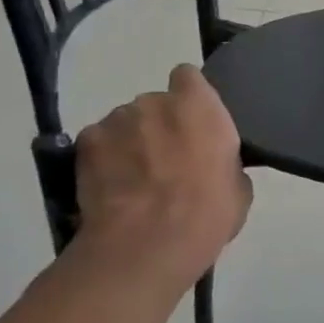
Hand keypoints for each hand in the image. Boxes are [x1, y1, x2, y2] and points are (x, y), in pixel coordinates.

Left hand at [74, 65, 251, 287]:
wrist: (145, 245)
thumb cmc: (206, 214)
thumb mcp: (238, 188)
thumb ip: (224, 160)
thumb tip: (213, 163)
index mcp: (200, 107)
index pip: (189, 77)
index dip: (191, 97)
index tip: (195, 122)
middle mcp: (156, 102)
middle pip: (156, 103)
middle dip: (160, 124)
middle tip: (167, 159)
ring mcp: (116, 120)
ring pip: (125, 122)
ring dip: (131, 141)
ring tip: (135, 179)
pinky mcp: (85, 142)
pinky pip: (99, 141)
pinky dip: (104, 158)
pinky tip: (111, 186)